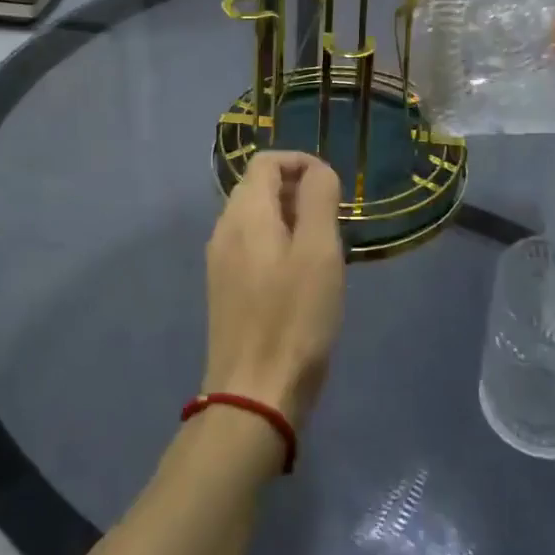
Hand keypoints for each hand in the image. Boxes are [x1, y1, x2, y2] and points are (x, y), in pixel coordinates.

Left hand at [203, 152, 346, 428]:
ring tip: (324, 247)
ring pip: (256, 218)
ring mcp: (220, 261)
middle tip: (334, 220)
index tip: (334, 187)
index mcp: (245, 214)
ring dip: (290, 218)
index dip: (301, 162)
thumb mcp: (318, 251)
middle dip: (298, 190)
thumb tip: (317, 170)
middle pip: (258, 187)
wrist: (254, 393)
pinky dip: (278, 243)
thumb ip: (318, 199)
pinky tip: (301, 276)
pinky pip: (252, 246)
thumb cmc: (294, 317)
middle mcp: (224, 229)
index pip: (266, 161)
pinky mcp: (225, 289)